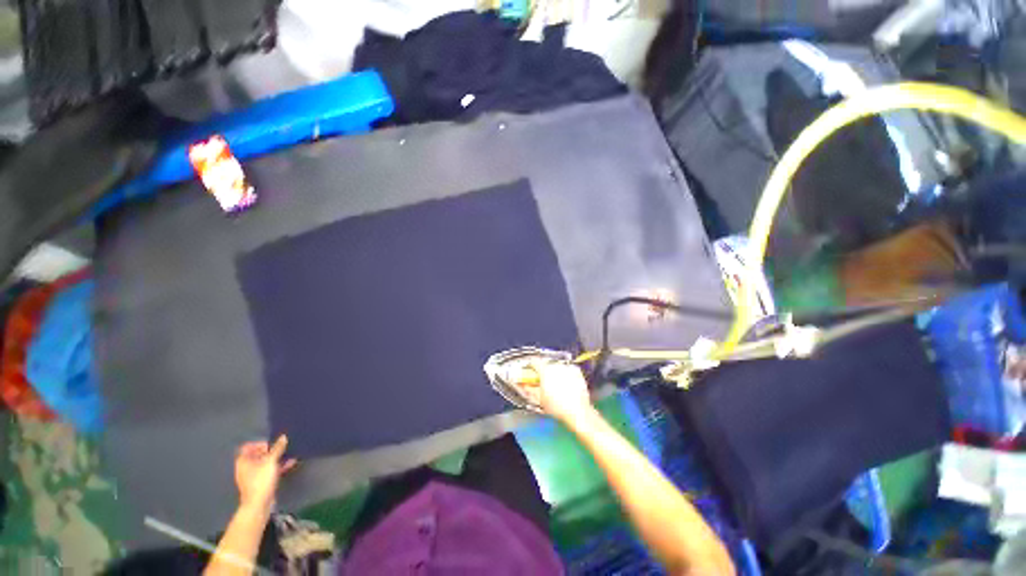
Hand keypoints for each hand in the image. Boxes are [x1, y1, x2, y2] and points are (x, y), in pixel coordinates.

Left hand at [234, 435, 296, 512]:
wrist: (258, 504)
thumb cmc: (260, 481)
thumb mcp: (271, 461)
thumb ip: (277, 448)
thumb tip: (283, 437)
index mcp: (243, 461)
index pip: (248, 447)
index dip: (260, 444)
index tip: (271, 444)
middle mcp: (246, 467)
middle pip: (258, 455)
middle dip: (271, 451)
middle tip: (281, 450)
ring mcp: (253, 476)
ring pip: (265, 463)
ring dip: (277, 459)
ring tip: (288, 455)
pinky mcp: (260, 482)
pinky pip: (269, 471)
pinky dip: (278, 467)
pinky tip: (289, 464)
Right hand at [522, 362, 593, 422]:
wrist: (577, 412)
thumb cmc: (557, 407)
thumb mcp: (539, 399)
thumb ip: (529, 389)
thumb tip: (524, 384)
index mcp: (545, 370)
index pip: (534, 361)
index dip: (530, 366)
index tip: (529, 371)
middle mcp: (556, 366)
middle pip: (545, 364)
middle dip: (543, 371)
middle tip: (542, 381)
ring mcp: (567, 367)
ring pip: (556, 366)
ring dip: (554, 372)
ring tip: (555, 385)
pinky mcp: (576, 371)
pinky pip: (567, 369)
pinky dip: (565, 374)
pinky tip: (565, 384)